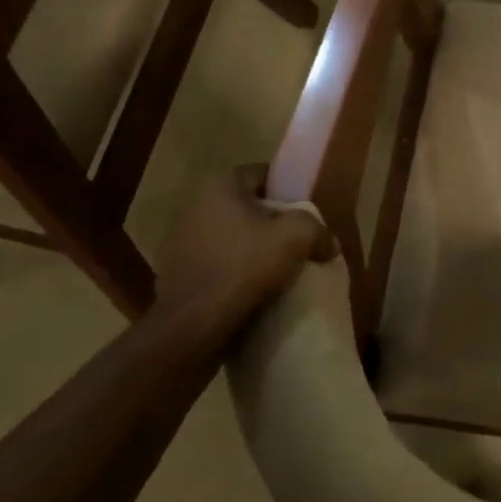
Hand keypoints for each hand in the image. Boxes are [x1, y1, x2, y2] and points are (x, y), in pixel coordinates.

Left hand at [150, 165, 334, 340]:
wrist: (192, 326)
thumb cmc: (244, 266)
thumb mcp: (297, 237)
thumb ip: (318, 229)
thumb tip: (327, 244)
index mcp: (221, 185)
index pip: (264, 175)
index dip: (288, 191)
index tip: (305, 213)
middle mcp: (195, 204)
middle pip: (246, 206)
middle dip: (269, 221)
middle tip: (293, 241)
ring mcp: (179, 240)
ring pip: (229, 236)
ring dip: (248, 248)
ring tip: (274, 270)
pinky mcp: (173, 273)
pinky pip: (213, 263)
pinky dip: (230, 271)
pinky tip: (249, 290)